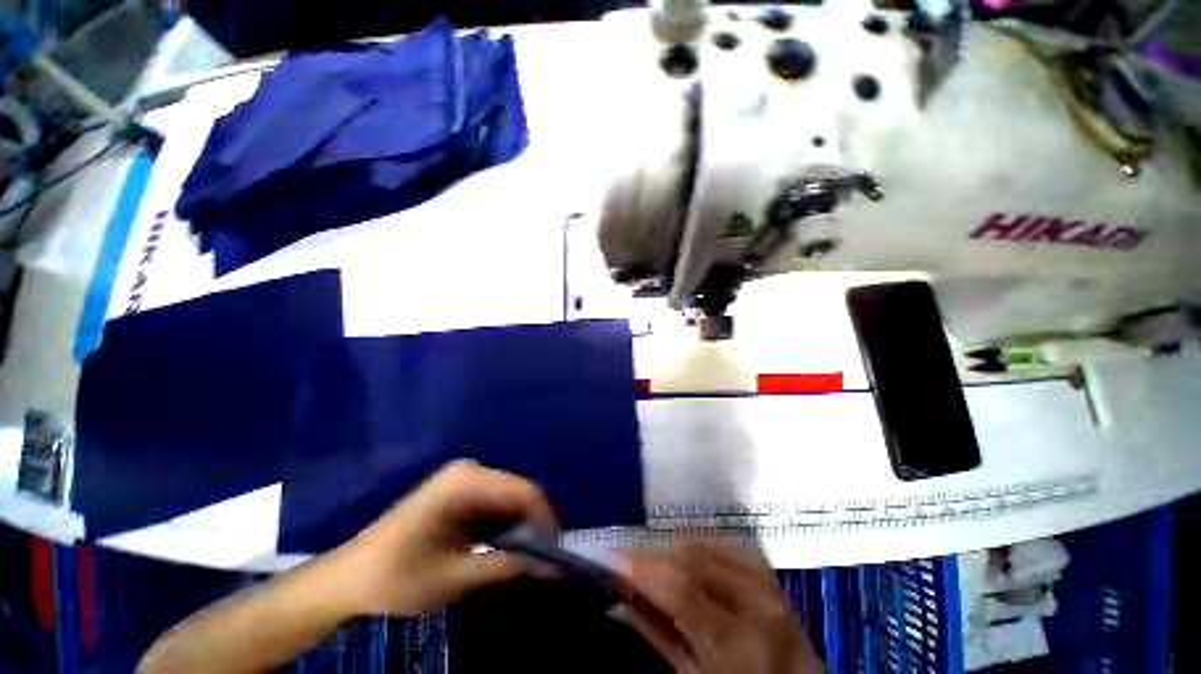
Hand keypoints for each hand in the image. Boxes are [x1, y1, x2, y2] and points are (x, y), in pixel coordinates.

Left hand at [331, 460, 558, 616]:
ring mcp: (463, 478)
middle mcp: (469, 471)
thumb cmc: (394, 579)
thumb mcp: (454, 578)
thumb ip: (507, 567)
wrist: (346, 581)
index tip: (553, 555)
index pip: (525, 492)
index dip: (545, 521)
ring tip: (522, 558)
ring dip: (520, 526)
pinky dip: (504, 524)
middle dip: (533, 524)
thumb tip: (552, 566)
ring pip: (509, 497)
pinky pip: (495, 502)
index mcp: (466, 482)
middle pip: (519, 491)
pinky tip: (499, 547)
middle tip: (540, 561)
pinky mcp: (458, 490)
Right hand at [616, 541, 824, 673]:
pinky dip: (697, 545)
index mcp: (739, 643)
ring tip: (646, 556)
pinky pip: (725, 546)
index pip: (680, 585)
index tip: (608, 555)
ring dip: (672, 545)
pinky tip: (680, 554)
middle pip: (694, 554)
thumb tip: (622, 600)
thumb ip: (660, 639)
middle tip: (622, 554)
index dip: (640, 565)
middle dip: (652, 550)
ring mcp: (769, 583)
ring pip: (709, 543)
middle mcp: (758, 602)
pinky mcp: (771, 575)